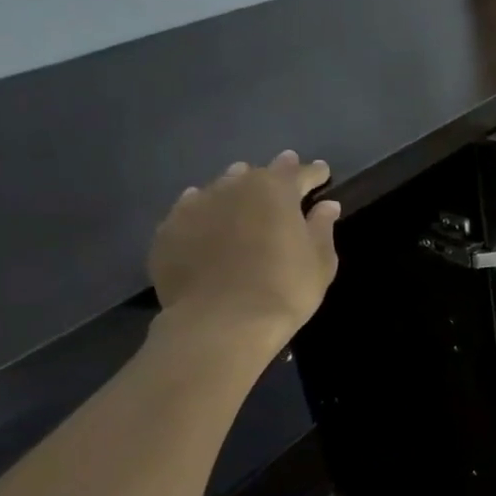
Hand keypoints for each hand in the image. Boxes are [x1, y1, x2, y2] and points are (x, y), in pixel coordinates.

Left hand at [148, 151, 340, 352]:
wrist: (220, 323)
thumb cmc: (284, 289)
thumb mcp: (320, 261)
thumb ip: (322, 228)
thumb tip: (326, 206)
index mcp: (275, 190)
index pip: (300, 173)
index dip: (313, 173)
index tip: (322, 172)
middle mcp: (234, 187)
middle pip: (256, 174)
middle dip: (273, 175)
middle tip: (282, 180)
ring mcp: (196, 207)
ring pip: (220, 187)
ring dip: (235, 189)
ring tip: (243, 197)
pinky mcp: (168, 231)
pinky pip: (190, 211)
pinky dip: (203, 210)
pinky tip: (206, 219)